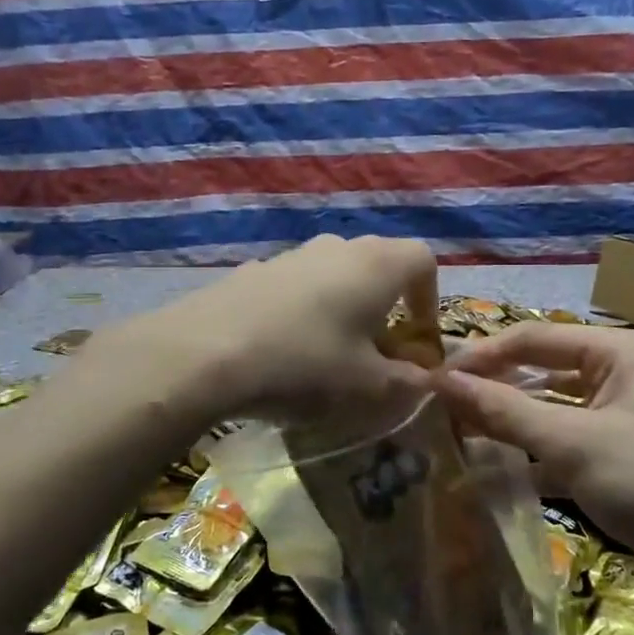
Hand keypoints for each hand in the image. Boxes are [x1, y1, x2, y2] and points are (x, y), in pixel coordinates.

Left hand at [96, 235, 438, 422]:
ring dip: (344, 308)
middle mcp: (338, 247)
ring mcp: (292, 254)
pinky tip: (284, 349)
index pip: (423, 261)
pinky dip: (305, 311)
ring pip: (335, 275)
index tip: (418, 339)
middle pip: (378, 265)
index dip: (430, 299)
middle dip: (387, 307)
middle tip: (378, 351)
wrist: (204, 352)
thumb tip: (425, 379)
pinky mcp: (254, 270)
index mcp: (377, 264)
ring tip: (330, 354)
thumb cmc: (305, 364)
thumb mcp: (368, 387)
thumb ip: (407, 382)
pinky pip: (296, 286)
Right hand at [435, 324, 633, 589]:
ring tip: (456, 438)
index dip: (482, 356)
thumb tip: (441, 382)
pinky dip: (534, 458)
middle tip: (440, 409)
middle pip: (543, 372)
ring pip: (553, 412)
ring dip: (510, 426)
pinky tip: (493, 475)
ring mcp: (626, 418)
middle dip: (494, 391)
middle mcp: (624, 374)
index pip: (534, 338)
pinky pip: (567, 447)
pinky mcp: (625, 460)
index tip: (435, 380)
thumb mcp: (575, 443)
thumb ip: (505, 411)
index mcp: (621, 351)